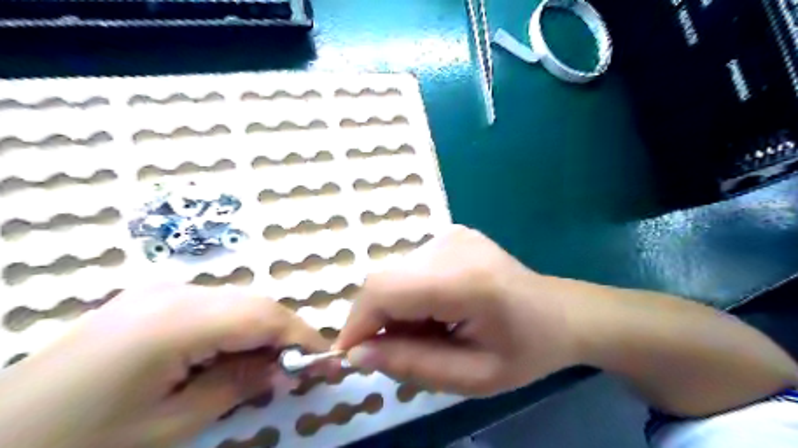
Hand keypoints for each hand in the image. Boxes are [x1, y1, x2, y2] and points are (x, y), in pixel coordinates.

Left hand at [0, 285, 326, 447]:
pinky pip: (210, 306)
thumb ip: (237, 386)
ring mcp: (157, 292)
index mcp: (178, 320)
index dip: (303, 337)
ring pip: (235, 302)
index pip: (265, 316)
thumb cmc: (80, 445)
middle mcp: (174, 292)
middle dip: (284, 334)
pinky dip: (233, 328)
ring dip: (260, 331)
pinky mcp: (147, 300)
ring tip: (267, 367)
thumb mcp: (170, 427)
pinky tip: (229, 355)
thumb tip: (284, 369)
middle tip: (300, 369)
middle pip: (253, 304)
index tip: (328, 361)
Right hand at [334, 226, 583, 396]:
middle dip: (380, 320)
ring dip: (397, 309)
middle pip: (385, 280)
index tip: (353, 355)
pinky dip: (410, 295)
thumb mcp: (472, 377)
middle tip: (404, 350)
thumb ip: (411, 364)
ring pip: (394, 274)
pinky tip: (439, 310)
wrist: (559, 312)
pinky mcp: (450, 234)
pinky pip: (409, 268)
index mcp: (465, 279)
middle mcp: (452, 244)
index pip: (386, 289)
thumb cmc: (524, 350)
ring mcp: (451, 234)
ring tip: (432, 331)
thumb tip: (357, 353)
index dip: (359, 321)